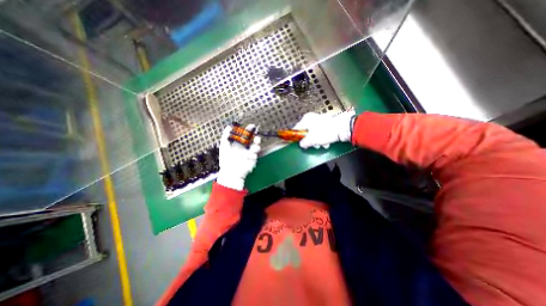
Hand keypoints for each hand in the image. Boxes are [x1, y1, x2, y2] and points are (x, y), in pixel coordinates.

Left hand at [217, 124, 260, 189]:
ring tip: (256, 144)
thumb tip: (229, 126)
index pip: (245, 135)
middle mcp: (245, 147)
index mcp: (238, 143)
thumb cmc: (226, 159)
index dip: (248, 130)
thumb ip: (226, 135)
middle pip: (252, 140)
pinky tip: (250, 154)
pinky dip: (254, 153)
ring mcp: (249, 153)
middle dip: (255, 136)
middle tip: (256, 134)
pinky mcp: (253, 159)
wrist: (230, 172)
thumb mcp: (224, 145)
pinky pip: (255, 154)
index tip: (251, 126)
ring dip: (257, 144)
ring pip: (256, 146)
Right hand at [292, 110, 355, 149]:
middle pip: (306, 132)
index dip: (296, 137)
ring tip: (323, 145)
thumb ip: (304, 143)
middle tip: (313, 145)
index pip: (296, 129)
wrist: (343, 129)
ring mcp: (319, 121)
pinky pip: (320, 133)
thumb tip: (301, 144)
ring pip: (314, 134)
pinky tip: (327, 142)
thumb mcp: (312, 140)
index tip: (296, 143)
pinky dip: (323, 138)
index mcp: (306, 119)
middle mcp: (312, 118)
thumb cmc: (324, 133)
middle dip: (310, 141)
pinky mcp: (326, 124)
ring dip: (317, 141)